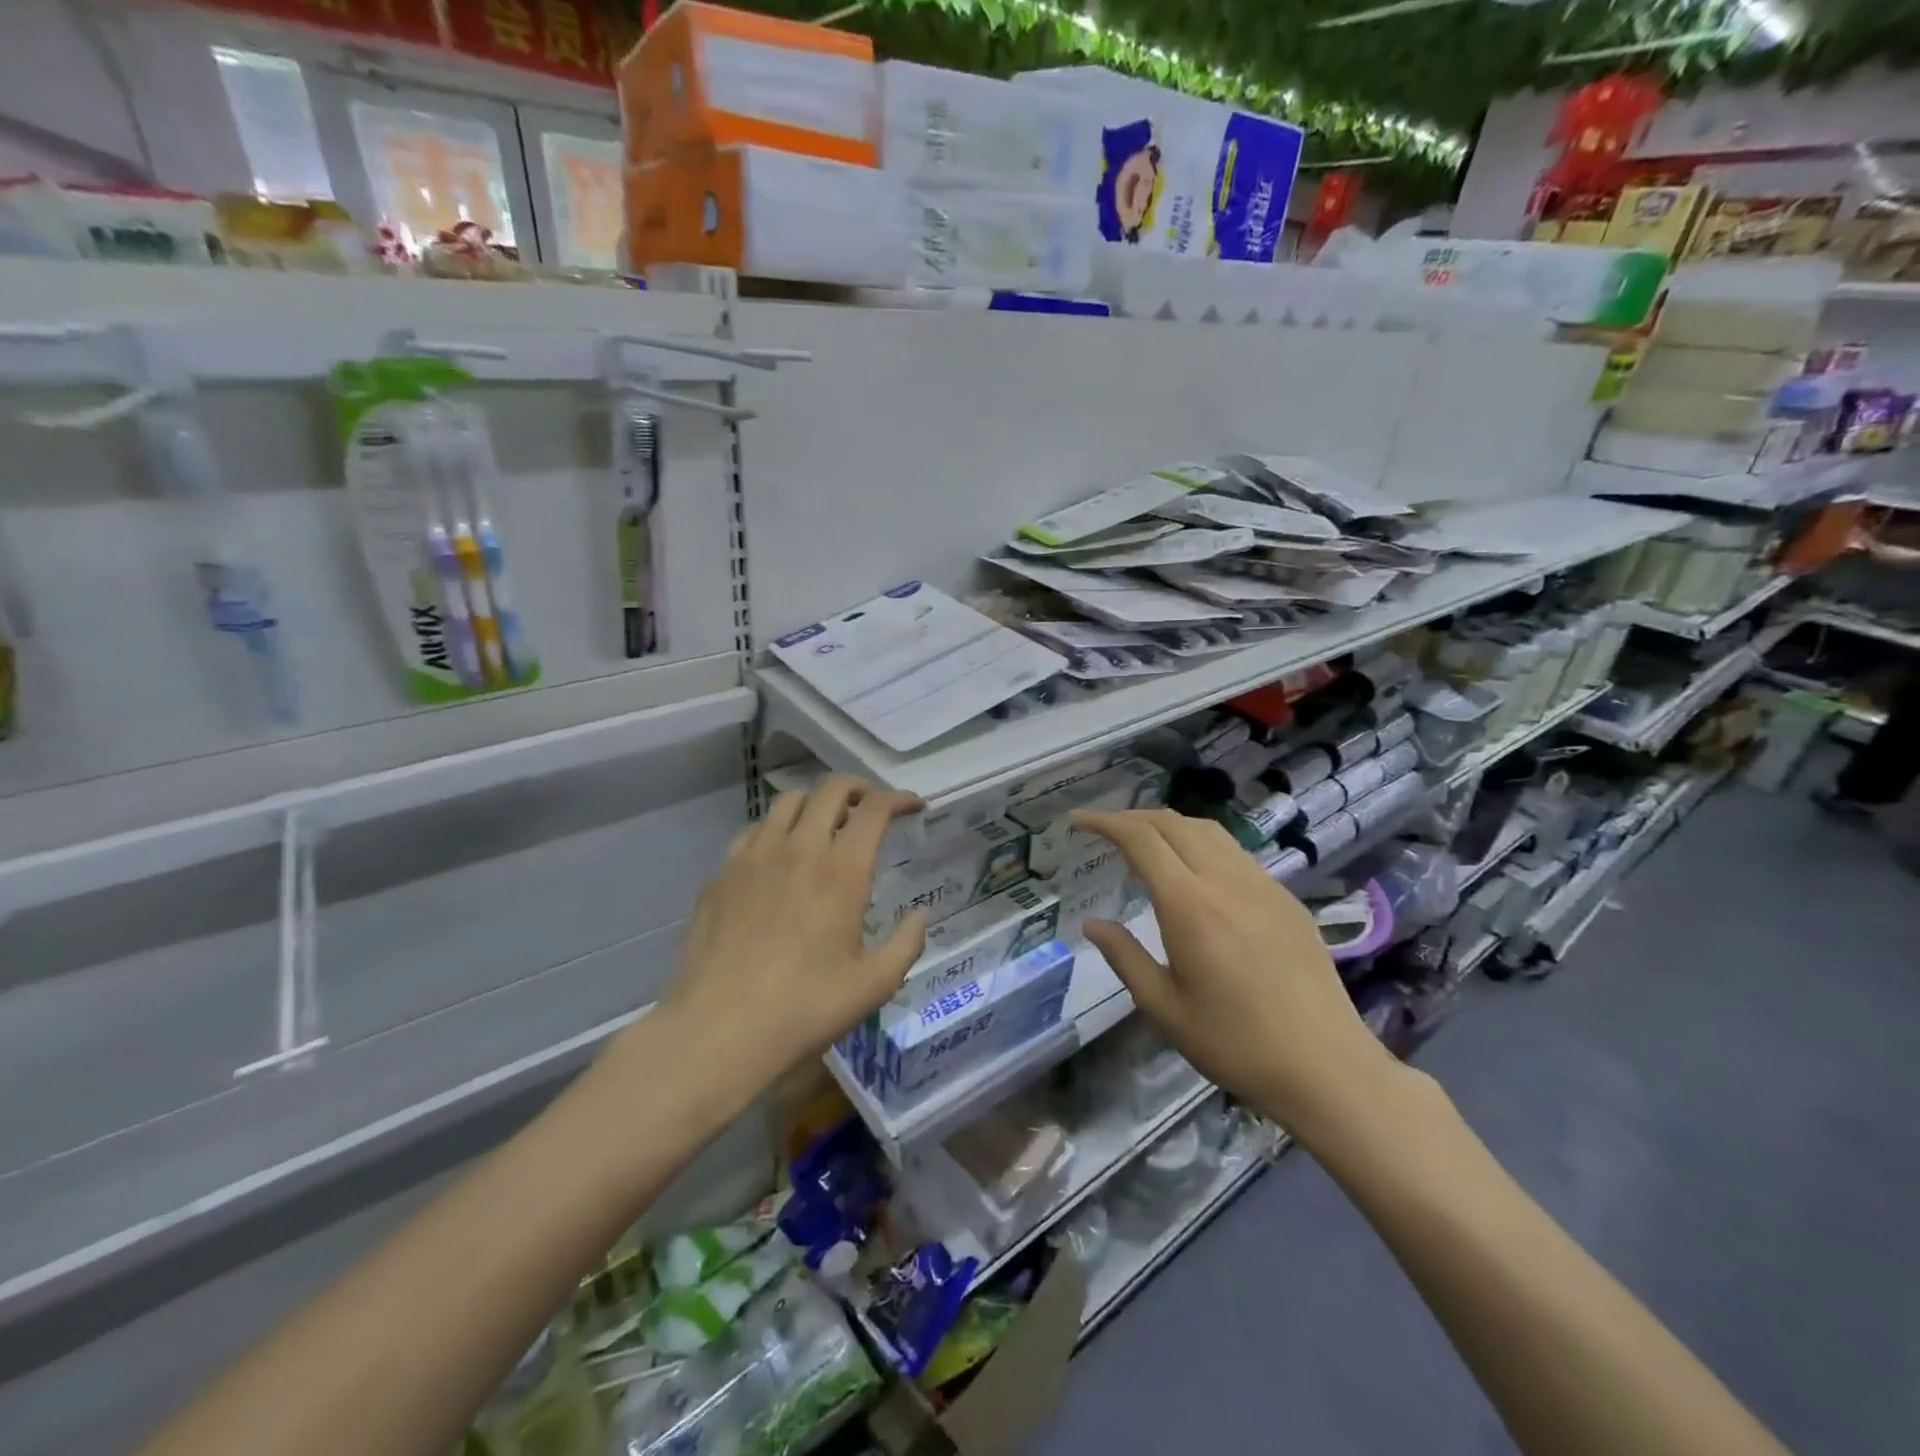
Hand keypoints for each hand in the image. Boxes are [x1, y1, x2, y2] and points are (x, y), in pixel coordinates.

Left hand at [653, 776, 927, 1087]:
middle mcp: (799, 848)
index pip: (875, 808)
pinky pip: (753, 832)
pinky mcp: (722, 874)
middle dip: (859, 788)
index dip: (899, 798)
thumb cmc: (806, 1008)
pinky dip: (776, 831)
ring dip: (815, 803)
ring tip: (825, 826)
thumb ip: (906, 943)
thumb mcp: (874, 985)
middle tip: (871, 808)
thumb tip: (920, 915)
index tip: (913, 806)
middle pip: (831, 789)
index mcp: (842, 869)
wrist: (719, 1029)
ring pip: (788, 802)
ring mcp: (754, 856)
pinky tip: (778, 858)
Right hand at [1073, 808, 1408, 1148]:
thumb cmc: (1235, 1044)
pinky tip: (1195, 871)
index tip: (1079, 819)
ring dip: (1170, 825)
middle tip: (1106, 830)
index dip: (1106, 822)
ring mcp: (1262, 886)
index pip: (1142, 839)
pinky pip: (1236, 853)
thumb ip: (1124, 957)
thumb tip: (1091, 924)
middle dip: (1134, 817)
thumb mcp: (1164, 1008)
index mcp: (1190, 905)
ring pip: (1209, 831)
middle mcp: (1226, 881)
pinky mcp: (1286, 899)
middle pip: (1174, 823)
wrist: (1326, 1067)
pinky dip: (1202, 844)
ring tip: (1146, 841)